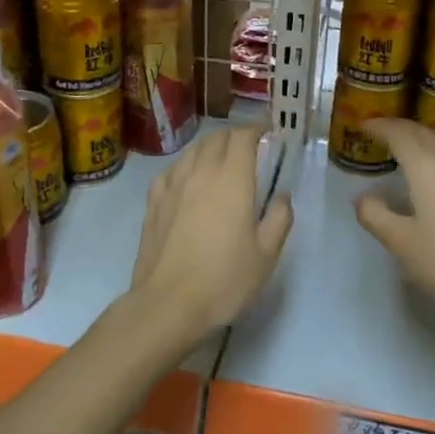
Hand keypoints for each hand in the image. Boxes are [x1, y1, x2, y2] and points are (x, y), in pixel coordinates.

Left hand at [125, 126, 292, 354]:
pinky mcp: (153, 202)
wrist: (168, 304)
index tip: (268, 133)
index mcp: (232, 179)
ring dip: (210, 148)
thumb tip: (281, 196)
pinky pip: (171, 170)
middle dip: (235, 137)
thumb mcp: (266, 255)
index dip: (257, 129)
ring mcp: (172, 185)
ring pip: (192, 151)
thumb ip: (279, 218)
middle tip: (249, 150)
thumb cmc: (224, 280)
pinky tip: (188, 182)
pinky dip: (186, 166)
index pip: (243, 136)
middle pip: (217, 138)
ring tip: (220, 162)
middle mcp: (200, 172)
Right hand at [354, 119, 434, 347]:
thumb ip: (376, 216)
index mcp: (427, 167)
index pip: (399, 133)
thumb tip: (363, 198)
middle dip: (400, 129)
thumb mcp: (402, 244)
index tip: (362, 125)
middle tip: (380, 133)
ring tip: (408, 149)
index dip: (379, 126)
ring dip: (423, 139)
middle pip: (424, 133)